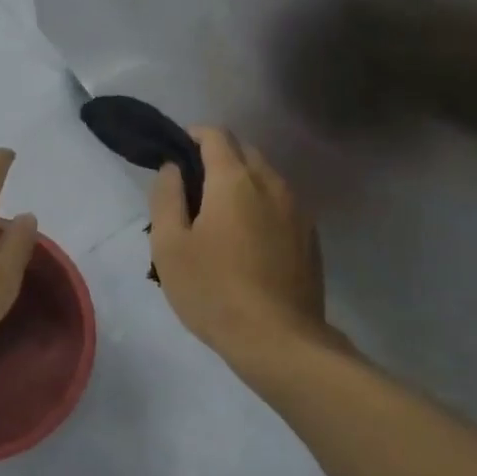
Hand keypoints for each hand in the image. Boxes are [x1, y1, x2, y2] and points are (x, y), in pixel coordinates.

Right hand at [150, 128, 328, 368]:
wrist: (279, 340)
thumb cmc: (214, 290)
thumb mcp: (169, 246)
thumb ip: (166, 197)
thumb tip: (172, 168)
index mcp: (235, 179)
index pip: (216, 135)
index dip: (192, 135)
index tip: (176, 153)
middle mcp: (271, 183)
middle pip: (243, 151)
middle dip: (217, 157)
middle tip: (193, 189)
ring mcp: (297, 209)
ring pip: (265, 177)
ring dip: (241, 182)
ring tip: (219, 216)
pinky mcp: (310, 236)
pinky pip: (280, 204)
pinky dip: (261, 205)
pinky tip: (248, 240)